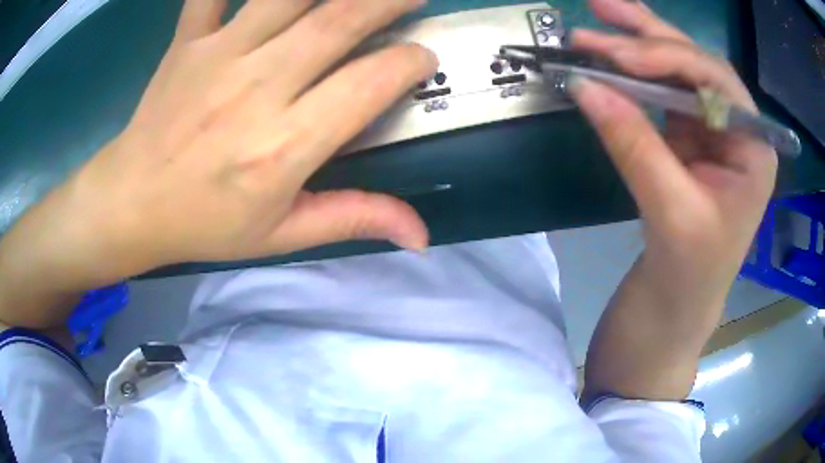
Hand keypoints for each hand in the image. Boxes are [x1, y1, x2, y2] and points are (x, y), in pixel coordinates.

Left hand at [0, 0, 435, 326]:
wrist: (131, 203)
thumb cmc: (204, 223)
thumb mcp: (280, 236)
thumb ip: (352, 219)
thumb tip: (421, 235)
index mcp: (282, 147)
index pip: (367, 85)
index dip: (408, 63)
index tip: (423, 58)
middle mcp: (256, 89)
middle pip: (337, 21)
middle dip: (388, 0)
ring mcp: (217, 55)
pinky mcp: (188, 41)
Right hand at [575, 0, 776, 398]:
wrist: (679, 302)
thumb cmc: (689, 270)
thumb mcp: (669, 212)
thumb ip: (634, 144)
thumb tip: (583, 86)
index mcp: (753, 146)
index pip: (715, 80)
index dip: (667, 58)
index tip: (616, 55)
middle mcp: (736, 126)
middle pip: (695, 63)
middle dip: (647, 34)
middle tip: (600, 9)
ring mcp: (711, 127)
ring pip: (676, 70)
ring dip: (635, 44)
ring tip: (597, 21)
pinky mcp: (687, 135)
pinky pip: (661, 91)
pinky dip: (632, 73)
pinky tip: (610, 57)